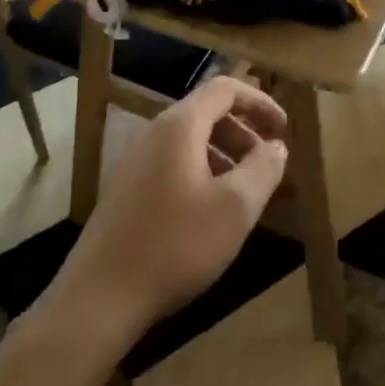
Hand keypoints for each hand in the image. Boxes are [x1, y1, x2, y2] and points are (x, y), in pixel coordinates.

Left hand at [50, 76, 288, 341]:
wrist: (100, 297)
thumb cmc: (176, 244)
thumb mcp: (235, 208)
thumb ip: (263, 169)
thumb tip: (277, 146)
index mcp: (179, 126)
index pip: (224, 88)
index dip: (259, 102)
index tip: (284, 128)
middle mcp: (153, 134)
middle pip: (206, 113)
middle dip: (244, 132)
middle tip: (268, 166)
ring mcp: (135, 162)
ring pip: (189, 142)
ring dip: (224, 156)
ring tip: (246, 193)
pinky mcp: (126, 191)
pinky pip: (173, 165)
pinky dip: (202, 174)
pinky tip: (212, 214)